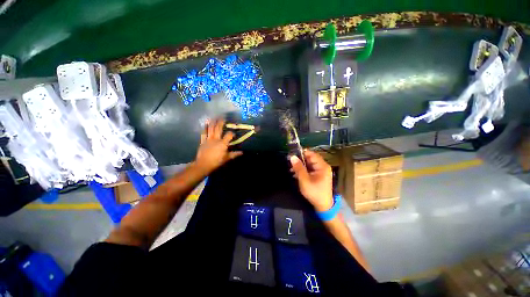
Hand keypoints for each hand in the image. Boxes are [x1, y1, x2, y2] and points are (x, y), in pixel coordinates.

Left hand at [195, 119, 242, 172]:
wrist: (203, 164)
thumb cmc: (216, 161)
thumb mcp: (227, 158)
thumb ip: (234, 154)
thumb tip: (242, 152)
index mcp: (223, 143)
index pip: (229, 135)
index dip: (231, 133)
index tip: (233, 134)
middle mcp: (216, 139)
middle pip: (219, 129)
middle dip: (221, 123)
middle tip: (223, 118)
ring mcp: (208, 139)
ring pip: (211, 129)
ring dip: (213, 122)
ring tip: (215, 117)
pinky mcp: (203, 141)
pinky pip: (203, 133)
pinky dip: (204, 128)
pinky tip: (205, 123)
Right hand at [290, 150, 333, 211]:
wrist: (323, 206)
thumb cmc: (314, 192)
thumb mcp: (304, 180)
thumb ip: (298, 168)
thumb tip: (292, 156)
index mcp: (322, 166)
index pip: (311, 154)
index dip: (301, 153)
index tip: (292, 154)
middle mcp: (323, 166)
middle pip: (310, 158)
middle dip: (299, 160)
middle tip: (290, 162)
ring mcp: (321, 171)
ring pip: (309, 164)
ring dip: (300, 165)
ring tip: (291, 169)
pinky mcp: (318, 175)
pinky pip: (310, 169)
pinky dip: (303, 170)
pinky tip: (295, 173)